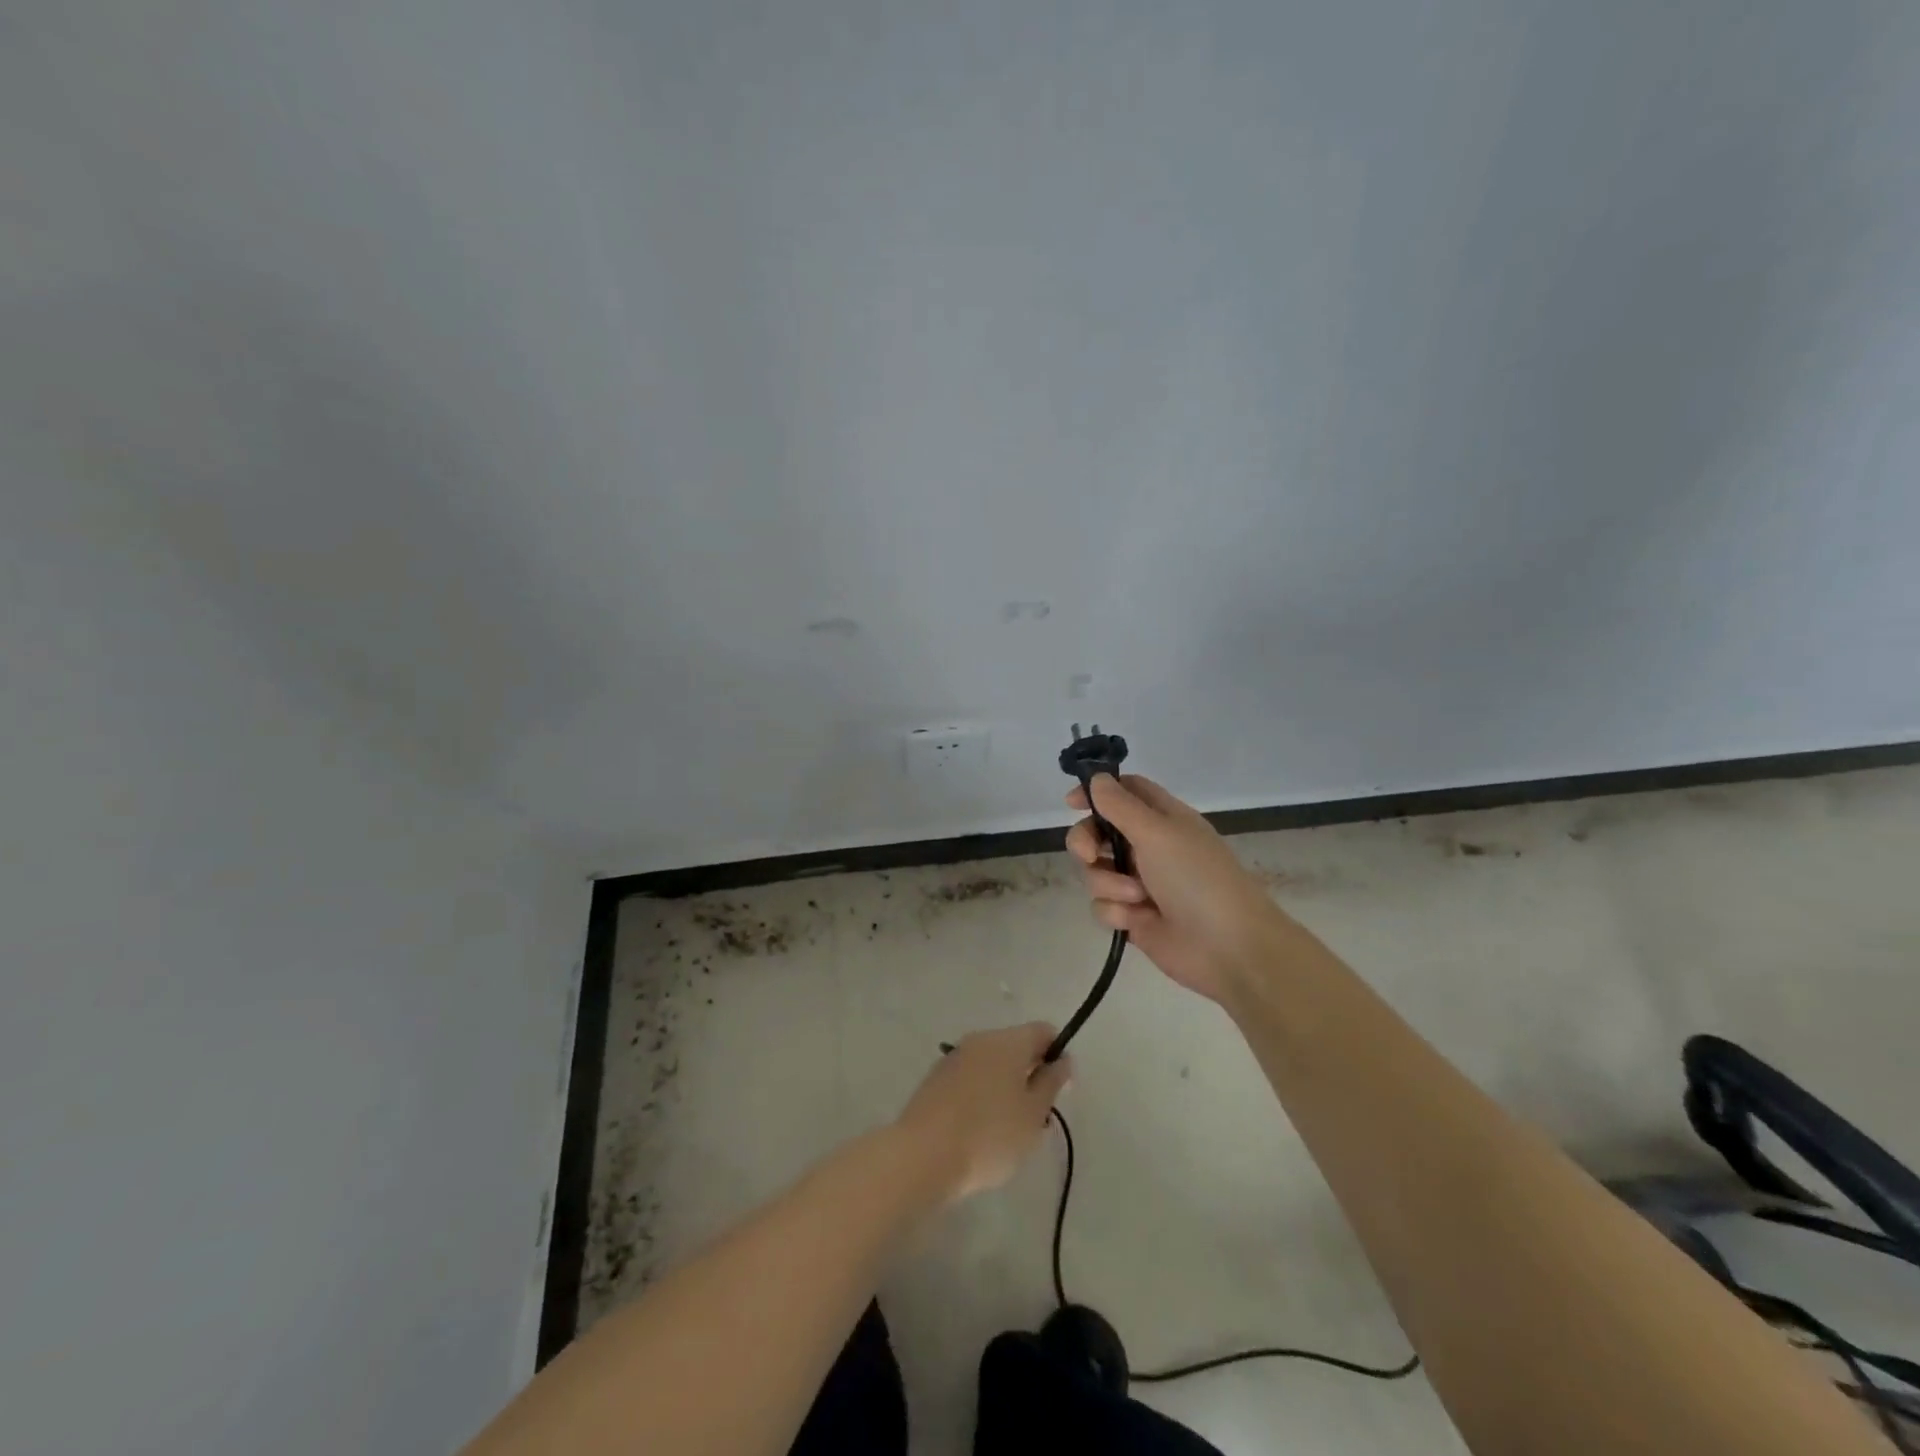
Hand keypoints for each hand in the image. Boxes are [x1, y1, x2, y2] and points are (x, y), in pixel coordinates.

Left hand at [893, 1023, 1070, 1202]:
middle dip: (1031, 1074)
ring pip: (992, 1063)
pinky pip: (970, 1078)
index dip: (1057, 1054)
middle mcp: (980, 1039)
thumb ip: (1051, 1082)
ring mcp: (954, 1057)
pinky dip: (981, 1095)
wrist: (923, 1156)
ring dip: (1006, 1086)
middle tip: (1036, 1117)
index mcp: (1008, 1041)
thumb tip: (1061, 1059)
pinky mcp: (936, 1078)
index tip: (1059, 1089)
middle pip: (1016, 1046)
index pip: (1043, 1031)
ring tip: (1008, 1129)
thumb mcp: (1033, 1114)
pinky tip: (979, 1130)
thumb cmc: (989, 1135)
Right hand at [1066, 774, 1292, 1003]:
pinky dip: (1116, 912)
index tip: (1072, 803)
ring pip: (1095, 871)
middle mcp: (1148, 847)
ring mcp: (1139, 883)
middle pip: (1098, 832)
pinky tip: (1138, 920)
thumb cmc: (1197, 879)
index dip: (1097, 792)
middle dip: (1087, 842)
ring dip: (1109, 883)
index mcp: (1162, 819)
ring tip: (1137, 897)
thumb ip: (1120, 805)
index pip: (1124, 792)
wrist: (1228, 948)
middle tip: (1090, 854)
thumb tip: (1096, 779)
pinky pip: (1102, 905)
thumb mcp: (1158, 832)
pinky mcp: (1132, 916)